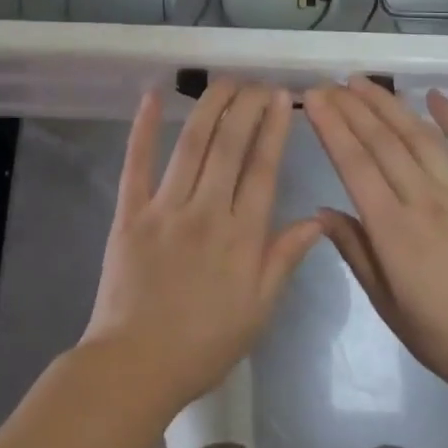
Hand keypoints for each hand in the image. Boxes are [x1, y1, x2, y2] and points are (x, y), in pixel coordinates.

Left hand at [81, 81, 322, 413]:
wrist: (135, 367)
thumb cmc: (204, 344)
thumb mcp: (258, 310)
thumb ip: (285, 259)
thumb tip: (318, 219)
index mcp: (241, 236)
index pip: (263, 168)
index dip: (273, 128)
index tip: (282, 97)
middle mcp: (206, 211)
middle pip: (230, 145)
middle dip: (247, 106)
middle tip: (258, 82)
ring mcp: (165, 208)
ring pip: (191, 144)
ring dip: (210, 106)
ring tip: (225, 80)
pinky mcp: (129, 213)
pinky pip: (136, 164)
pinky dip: (143, 127)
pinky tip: (152, 94)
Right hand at [303, 77, 447, 408]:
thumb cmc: (441, 336)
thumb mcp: (385, 303)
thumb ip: (354, 250)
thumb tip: (321, 210)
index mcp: (394, 230)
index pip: (355, 165)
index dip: (332, 127)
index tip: (312, 99)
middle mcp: (426, 200)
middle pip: (382, 142)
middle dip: (351, 107)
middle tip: (328, 84)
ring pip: (419, 136)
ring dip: (389, 104)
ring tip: (362, 82)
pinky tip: (434, 95)